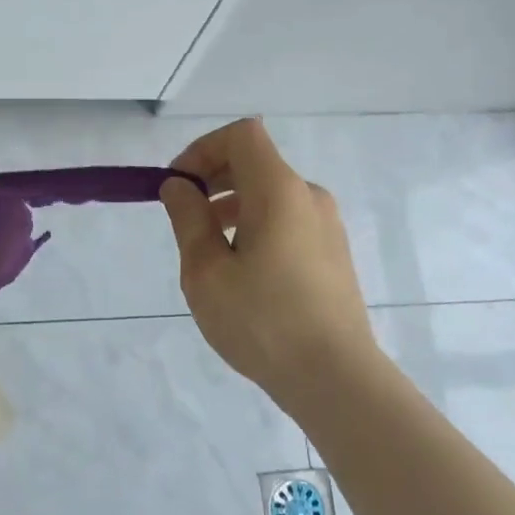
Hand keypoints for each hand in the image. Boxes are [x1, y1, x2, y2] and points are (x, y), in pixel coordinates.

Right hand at [160, 119, 378, 404]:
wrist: (336, 379)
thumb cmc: (263, 322)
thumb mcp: (206, 271)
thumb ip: (188, 219)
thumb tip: (179, 186)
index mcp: (279, 190)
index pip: (242, 135)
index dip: (203, 149)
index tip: (178, 186)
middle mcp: (308, 196)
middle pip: (255, 162)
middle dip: (213, 178)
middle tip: (184, 217)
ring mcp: (326, 225)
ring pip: (270, 193)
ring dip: (232, 204)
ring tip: (208, 250)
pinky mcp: (333, 252)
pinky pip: (287, 219)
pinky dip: (256, 225)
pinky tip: (242, 271)